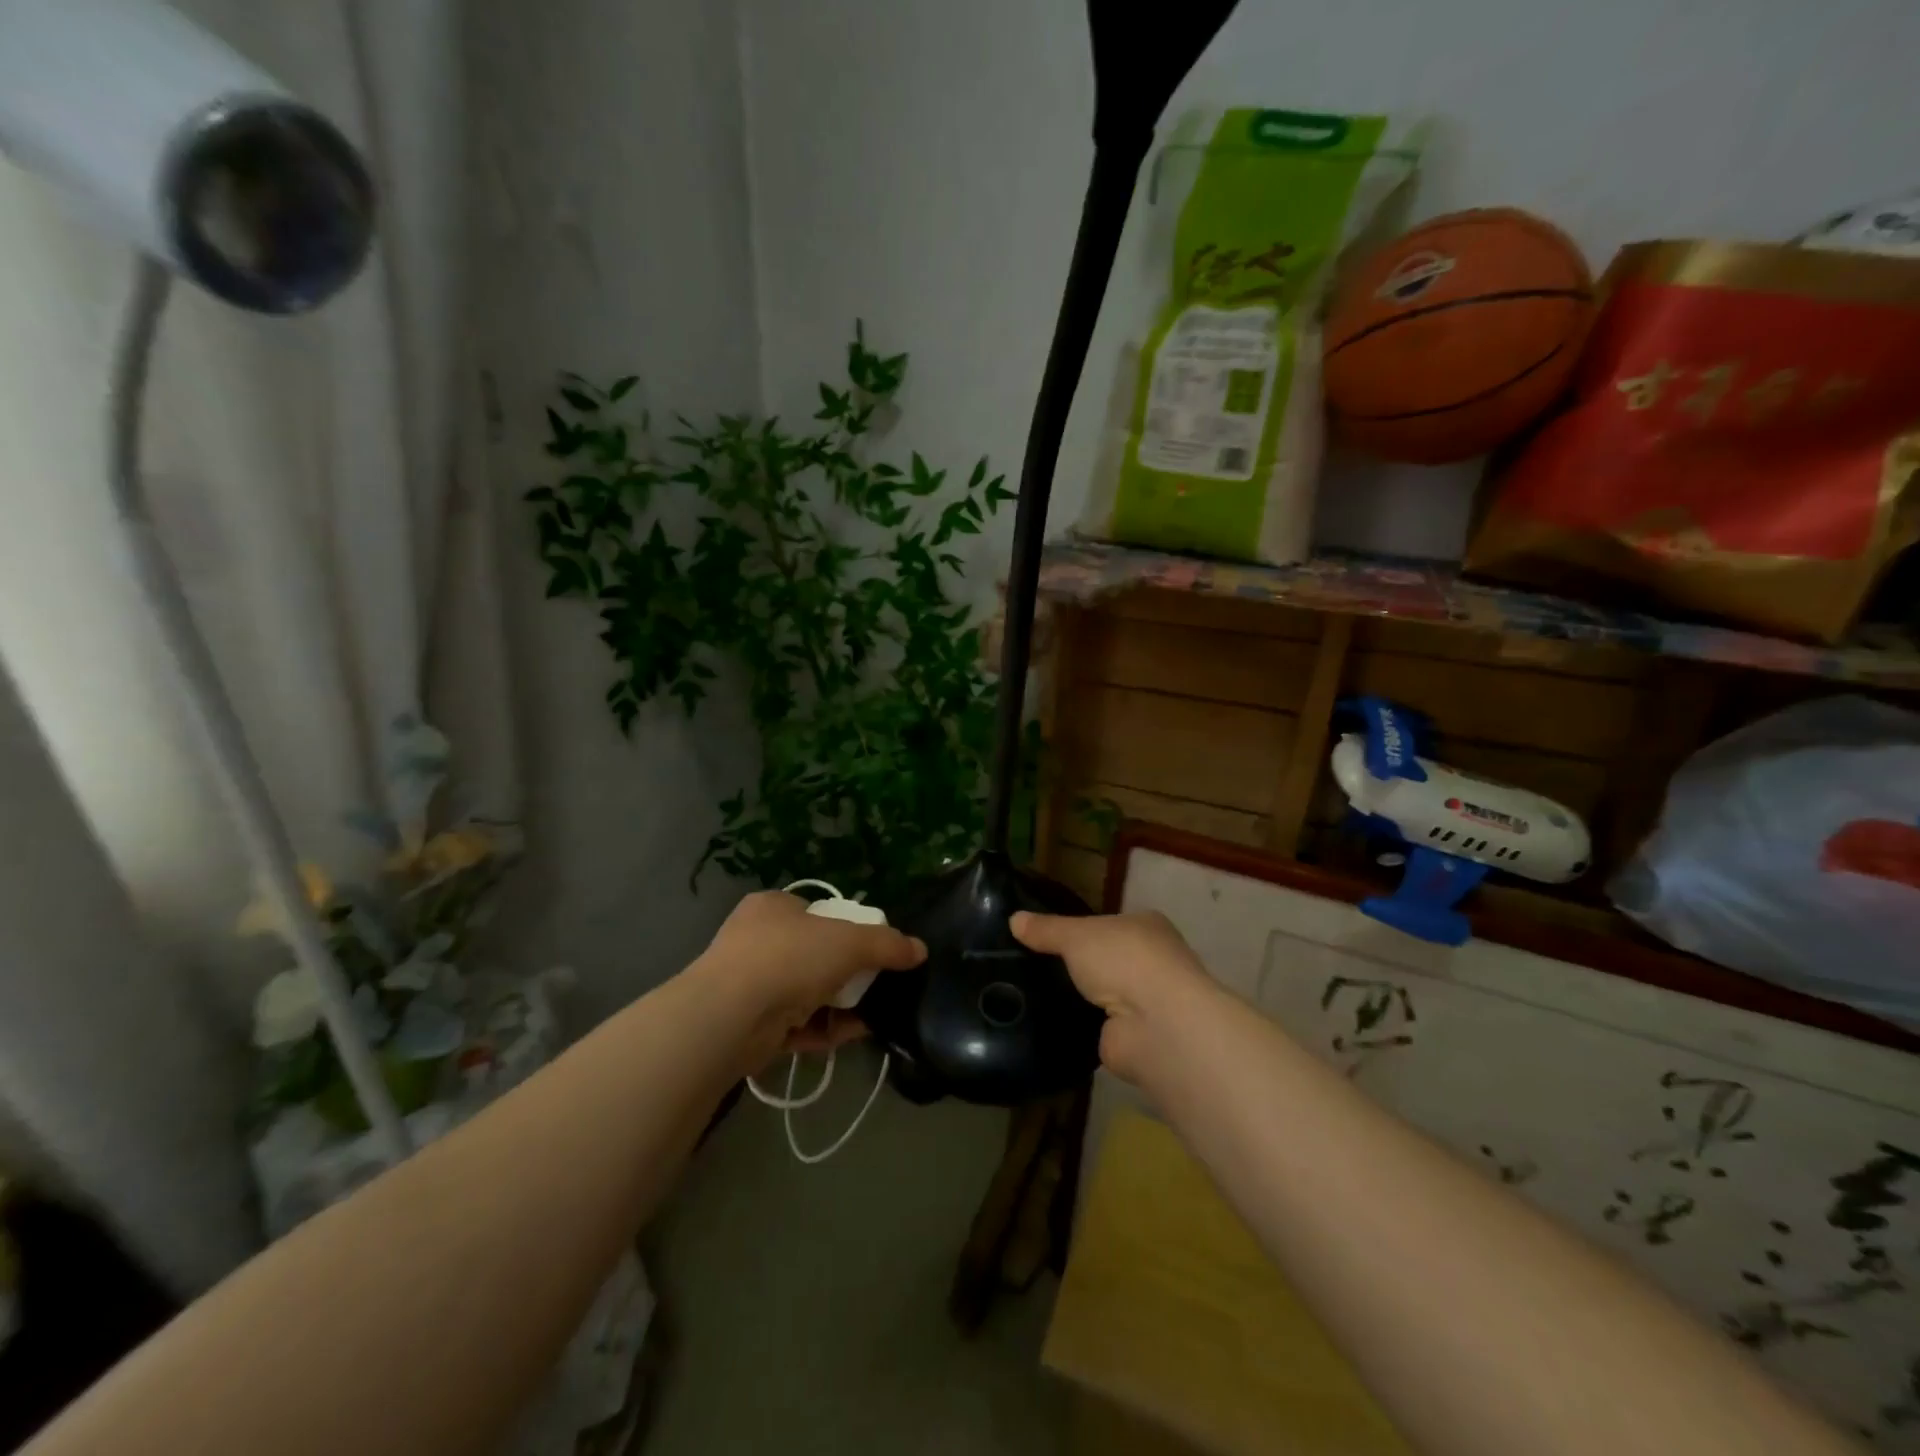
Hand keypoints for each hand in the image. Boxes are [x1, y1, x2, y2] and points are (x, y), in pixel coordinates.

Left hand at [697, 891, 925, 1057]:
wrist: (729, 1017)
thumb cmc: (789, 958)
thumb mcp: (848, 942)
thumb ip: (887, 945)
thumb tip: (920, 950)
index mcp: (772, 907)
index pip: (816, 912)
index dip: (846, 929)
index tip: (871, 950)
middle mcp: (755, 941)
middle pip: (814, 955)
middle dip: (846, 974)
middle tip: (875, 985)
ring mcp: (747, 984)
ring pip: (805, 993)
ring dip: (838, 1006)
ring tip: (871, 1015)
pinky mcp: (747, 1025)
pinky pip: (794, 1025)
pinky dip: (821, 1030)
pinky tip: (849, 1035)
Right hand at [1010, 910, 1216, 1084]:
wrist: (1156, 1026)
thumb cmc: (1124, 961)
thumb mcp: (1076, 935)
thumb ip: (1046, 929)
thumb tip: (1013, 918)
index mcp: (1147, 926)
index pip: (1107, 924)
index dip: (1079, 928)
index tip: (1044, 936)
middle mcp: (1152, 962)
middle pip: (1104, 960)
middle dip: (1076, 965)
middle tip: (1029, 966)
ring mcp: (1145, 1002)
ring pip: (1101, 994)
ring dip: (1077, 998)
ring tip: (1030, 994)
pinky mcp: (1132, 1037)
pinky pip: (1096, 1026)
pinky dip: (1077, 1025)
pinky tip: (1047, 1023)